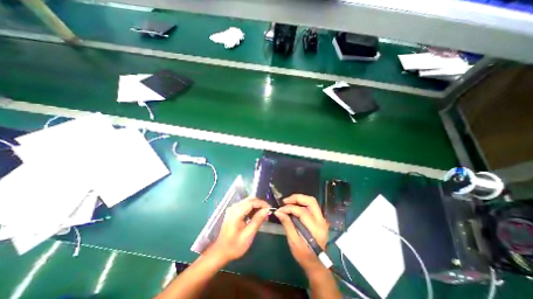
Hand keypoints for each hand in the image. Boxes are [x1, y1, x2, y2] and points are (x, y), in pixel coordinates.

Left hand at [211, 199, 270, 262]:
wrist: (220, 252)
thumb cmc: (234, 246)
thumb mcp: (248, 235)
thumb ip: (257, 221)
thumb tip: (266, 210)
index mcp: (236, 213)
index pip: (251, 202)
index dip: (262, 203)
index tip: (270, 209)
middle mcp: (233, 207)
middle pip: (250, 200)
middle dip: (260, 204)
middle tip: (267, 213)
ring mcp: (232, 208)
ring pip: (248, 201)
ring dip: (257, 206)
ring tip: (263, 215)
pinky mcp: (233, 211)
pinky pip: (245, 205)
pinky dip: (252, 208)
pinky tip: (256, 215)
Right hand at [275, 195, 329, 274]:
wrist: (316, 263)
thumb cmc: (303, 255)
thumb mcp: (293, 241)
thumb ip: (287, 224)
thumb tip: (278, 212)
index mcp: (315, 229)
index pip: (302, 212)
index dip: (289, 208)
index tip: (279, 210)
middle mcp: (321, 221)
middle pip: (311, 201)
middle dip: (297, 198)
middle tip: (285, 201)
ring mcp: (322, 219)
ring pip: (312, 201)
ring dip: (299, 199)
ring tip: (288, 202)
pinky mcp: (320, 219)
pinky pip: (311, 206)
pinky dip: (302, 203)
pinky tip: (294, 206)